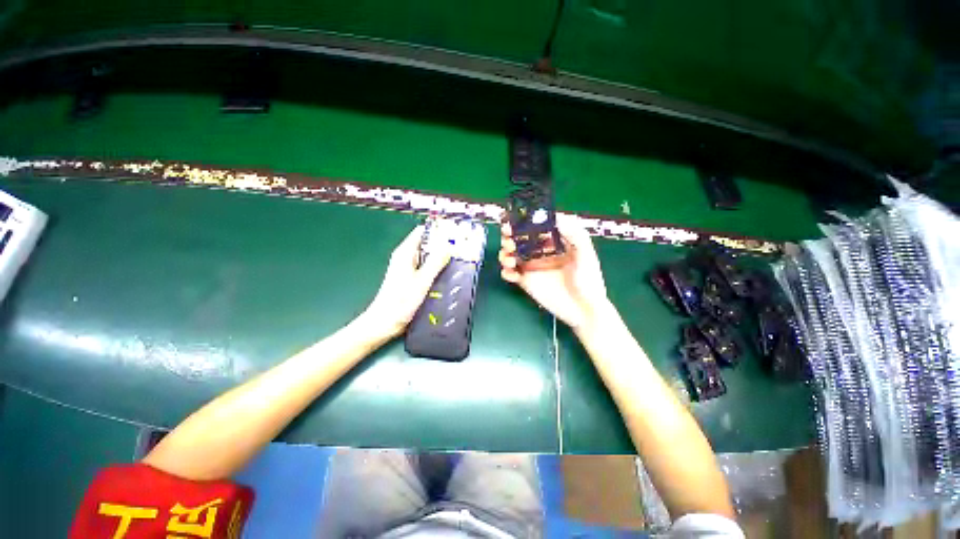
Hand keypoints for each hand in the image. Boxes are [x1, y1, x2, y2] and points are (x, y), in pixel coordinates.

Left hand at [363, 225, 451, 337]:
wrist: (385, 322)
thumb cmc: (400, 301)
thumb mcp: (421, 281)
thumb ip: (435, 263)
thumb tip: (449, 246)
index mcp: (406, 252)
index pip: (422, 232)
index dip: (438, 230)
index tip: (455, 233)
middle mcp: (407, 258)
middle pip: (427, 244)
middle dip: (444, 245)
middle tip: (462, 248)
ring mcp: (409, 269)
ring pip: (429, 258)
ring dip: (442, 258)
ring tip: (460, 260)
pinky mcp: (412, 279)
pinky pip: (428, 269)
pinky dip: (438, 269)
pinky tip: (450, 275)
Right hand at [499, 215, 610, 330]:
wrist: (584, 311)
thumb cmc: (589, 281)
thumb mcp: (586, 254)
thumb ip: (575, 234)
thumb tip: (556, 218)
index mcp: (554, 242)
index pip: (535, 226)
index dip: (524, 222)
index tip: (516, 220)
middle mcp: (540, 252)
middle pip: (519, 238)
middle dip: (509, 236)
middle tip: (508, 240)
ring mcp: (532, 266)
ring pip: (511, 254)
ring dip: (505, 253)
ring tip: (510, 260)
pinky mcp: (525, 281)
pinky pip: (510, 273)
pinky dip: (506, 271)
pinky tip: (511, 274)